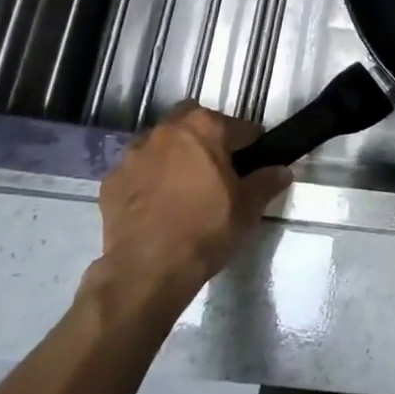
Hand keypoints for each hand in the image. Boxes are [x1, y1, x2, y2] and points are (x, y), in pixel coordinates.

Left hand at [85, 105, 291, 320]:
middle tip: (218, 169)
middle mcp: (166, 130)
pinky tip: (156, 203)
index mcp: (204, 128)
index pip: (239, 127)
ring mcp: (134, 154)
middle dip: (207, 138)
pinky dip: (148, 178)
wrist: (146, 271)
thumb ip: (267, 182)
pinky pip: (137, 170)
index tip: (256, 163)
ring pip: (161, 142)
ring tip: (184, 186)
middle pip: (194, 122)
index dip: (251, 145)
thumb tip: (283, 170)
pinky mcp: (111, 180)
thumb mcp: (247, 208)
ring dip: (174, 154)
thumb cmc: (205, 230)